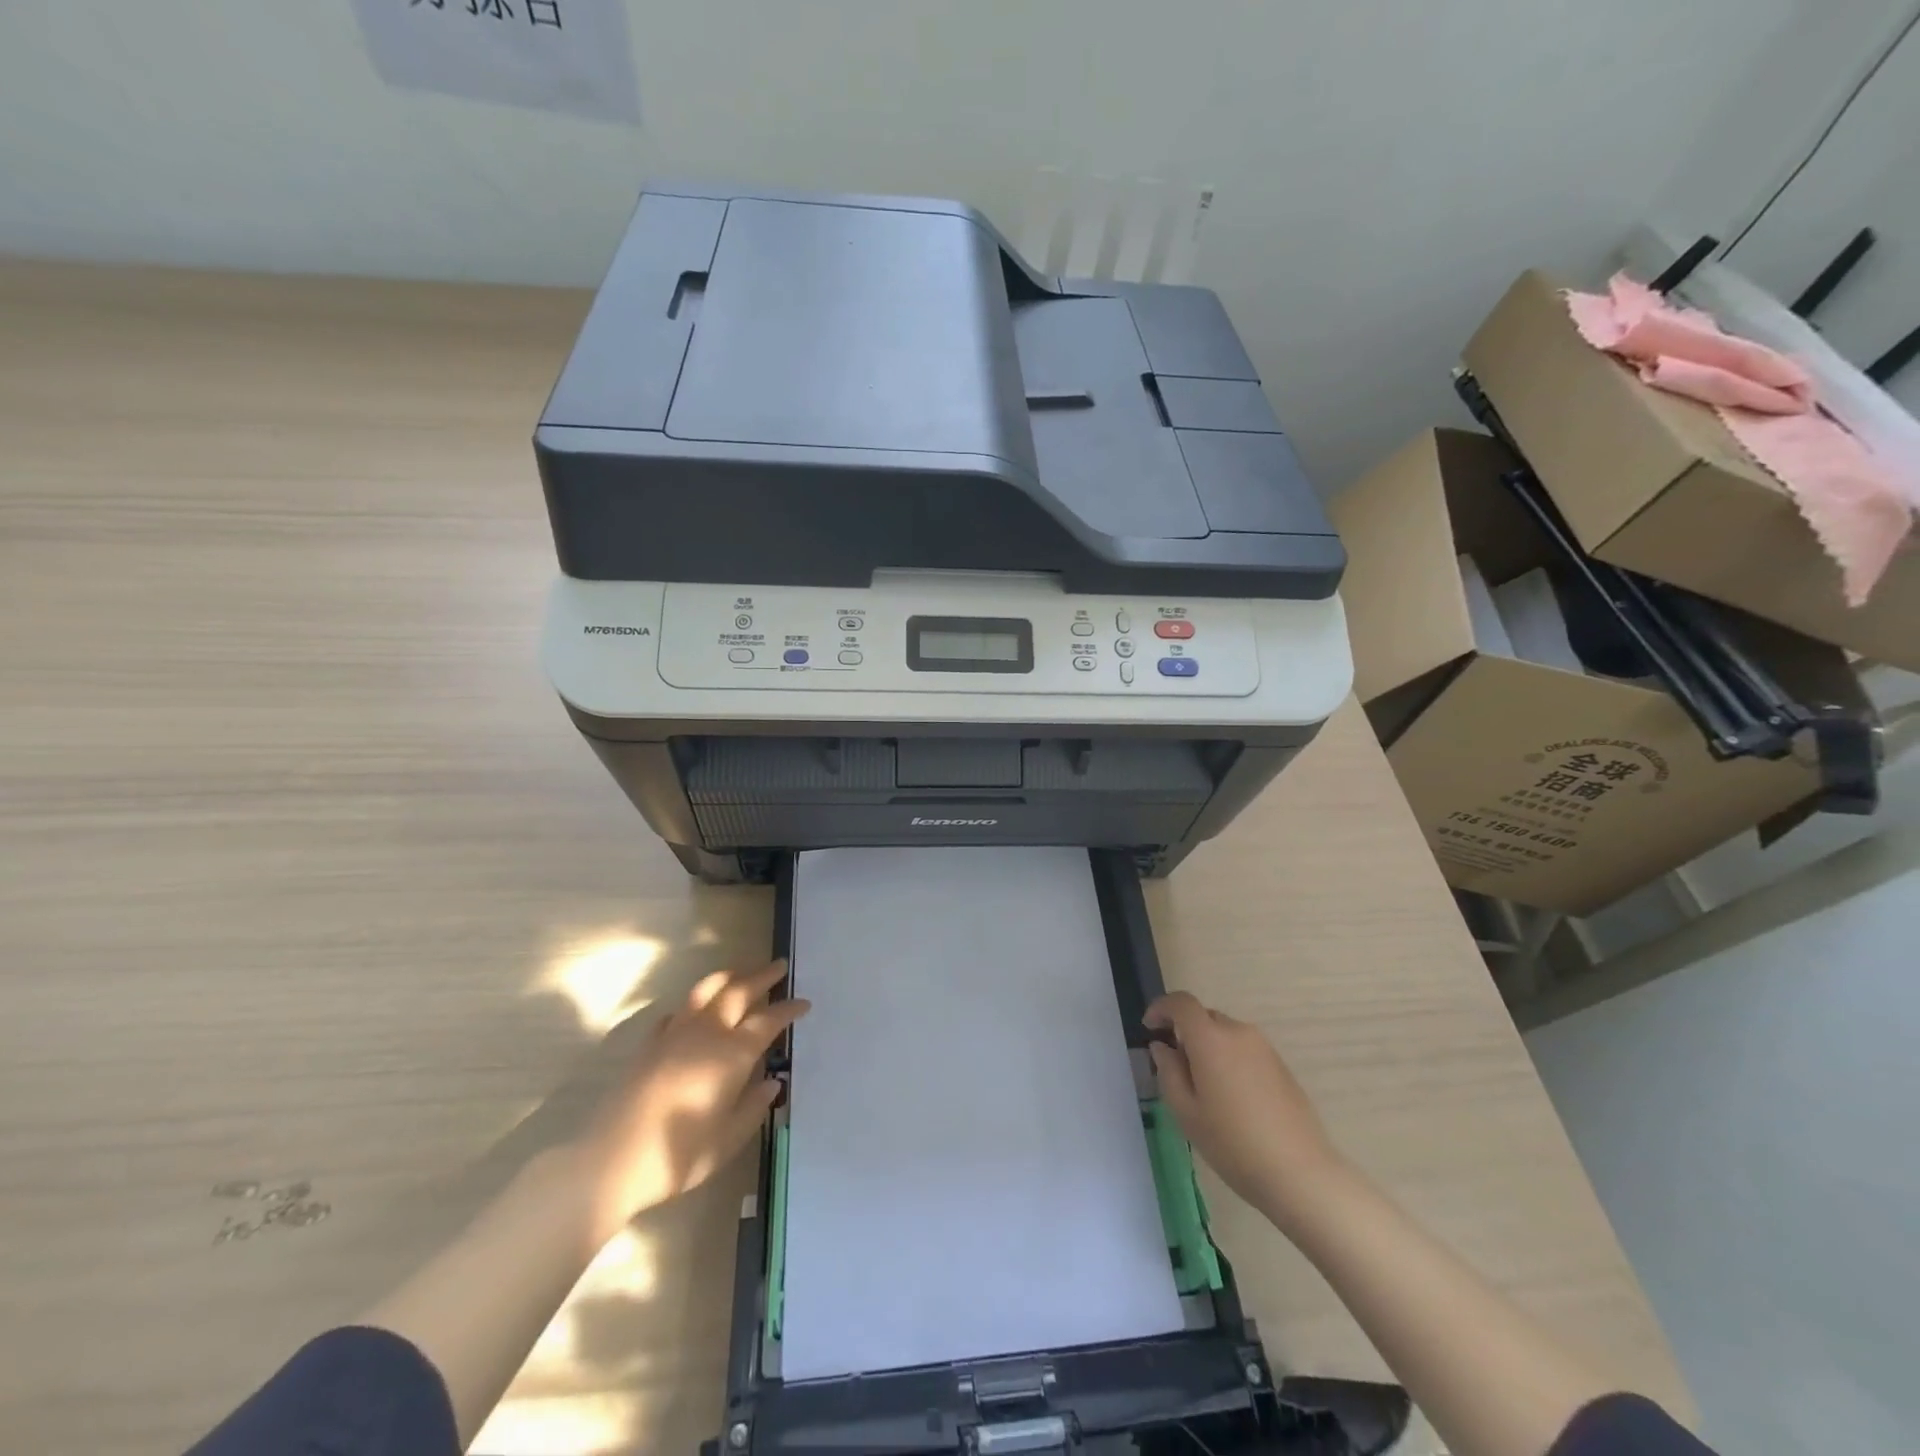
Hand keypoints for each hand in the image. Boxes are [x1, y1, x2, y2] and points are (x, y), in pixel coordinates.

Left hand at [577, 960, 808, 1233]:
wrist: (611, 1162)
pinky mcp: (649, 1045)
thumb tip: (771, 1083)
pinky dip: (694, 1004)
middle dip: (761, 976)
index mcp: (732, 1053)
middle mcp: (706, 1033)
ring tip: (741, 972)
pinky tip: (695, 1012)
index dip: (788, 1009)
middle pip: (738, 991)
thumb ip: (753, 1107)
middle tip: (779, 966)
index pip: (768, 1020)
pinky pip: (678, 1012)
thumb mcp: (728, 1139)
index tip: (804, 1003)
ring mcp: (674, 1034)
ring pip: (706, 991)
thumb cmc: (678, 1156)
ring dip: (728, 977)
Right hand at [1145, 991, 1344, 1220]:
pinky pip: (1245, 1050)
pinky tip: (1232, 1098)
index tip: (1150, 1027)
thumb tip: (1162, 1047)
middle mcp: (1239, 1033)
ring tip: (1204, 1086)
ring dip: (1208, 1046)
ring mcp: (1264, 1048)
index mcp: (1211, 1039)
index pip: (1181, 1003)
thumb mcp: (1186, 1112)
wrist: (1300, 1174)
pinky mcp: (1281, 1066)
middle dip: (1185, 1032)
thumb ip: (1169, 1071)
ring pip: (1225, 1034)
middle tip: (1175, 1066)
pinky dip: (1229, 1059)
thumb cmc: (1233, 1144)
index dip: (1161, 1008)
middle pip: (1204, 1017)